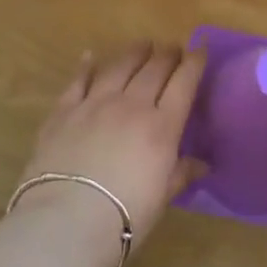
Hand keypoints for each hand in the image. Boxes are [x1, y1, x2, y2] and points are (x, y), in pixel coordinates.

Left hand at [14, 43, 207, 263]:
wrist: (67, 221)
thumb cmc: (124, 216)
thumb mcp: (162, 197)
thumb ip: (181, 174)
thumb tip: (202, 164)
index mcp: (162, 126)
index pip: (184, 83)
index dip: (194, 63)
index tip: (199, 50)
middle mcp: (132, 105)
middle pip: (154, 69)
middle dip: (167, 55)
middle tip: (173, 48)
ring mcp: (96, 103)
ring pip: (120, 66)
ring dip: (134, 53)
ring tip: (143, 45)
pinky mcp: (64, 111)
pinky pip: (79, 80)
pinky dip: (86, 65)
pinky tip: (90, 56)